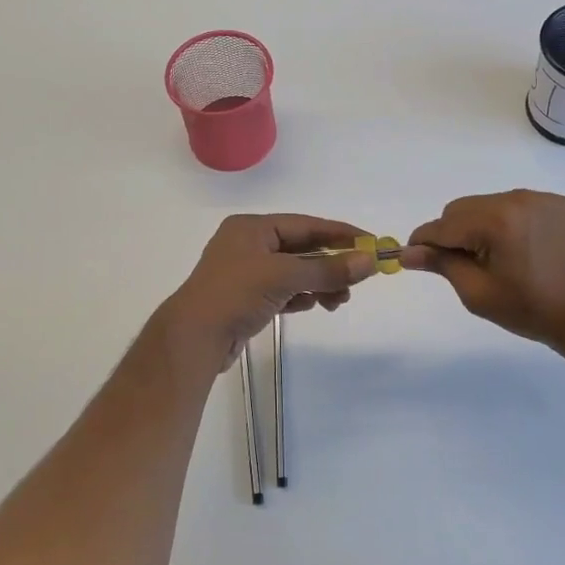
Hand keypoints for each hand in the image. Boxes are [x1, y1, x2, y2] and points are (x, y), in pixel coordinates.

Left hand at [154, 215, 375, 373]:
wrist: (193, 339)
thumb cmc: (235, 294)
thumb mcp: (284, 276)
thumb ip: (328, 269)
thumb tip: (370, 261)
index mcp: (252, 228)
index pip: (305, 225)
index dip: (340, 233)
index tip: (371, 243)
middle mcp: (248, 245)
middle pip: (301, 249)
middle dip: (331, 264)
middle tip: (359, 279)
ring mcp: (246, 273)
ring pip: (294, 272)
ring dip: (319, 283)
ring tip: (338, 300)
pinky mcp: (247, 300)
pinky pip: (283, 291)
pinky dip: (301, 296)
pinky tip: (313, 305)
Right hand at [403, 190, 564, 356]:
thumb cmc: (533, 310)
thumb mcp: (479, 293)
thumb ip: (442, 265)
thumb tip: (408, 252)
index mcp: (495, 220)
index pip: (443, 225)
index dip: (424, 242)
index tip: (415, 258)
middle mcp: (517, 199)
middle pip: (463, 208)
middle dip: (454, 233)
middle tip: (464, 265)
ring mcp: (541, 199)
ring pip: (490, 205)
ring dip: (482, 226)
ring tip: (498, 259)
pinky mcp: (560, 205)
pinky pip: (519, 207)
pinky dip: (510, 223)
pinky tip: (523, 251)